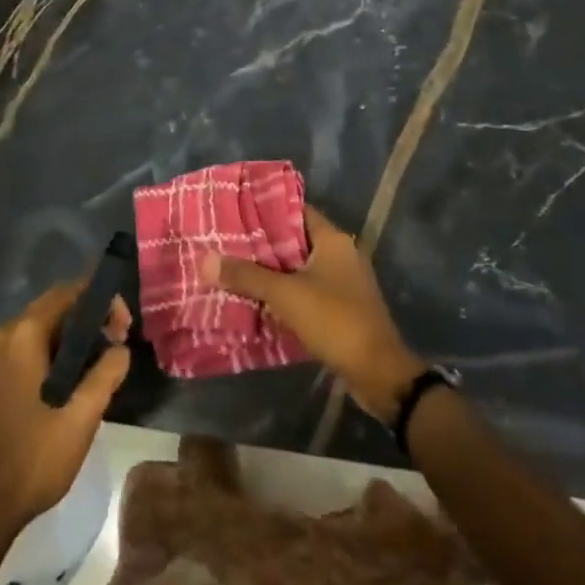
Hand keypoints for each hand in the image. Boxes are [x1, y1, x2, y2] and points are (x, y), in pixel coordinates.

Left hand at [0, 281, 130, 533]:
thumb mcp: (82, 416)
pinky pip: (34, 348)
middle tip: (120, 343)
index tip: (125, 326)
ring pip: (46, 329)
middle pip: (57, 307)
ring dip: (77, 338)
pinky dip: (59, 353)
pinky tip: (77, 380)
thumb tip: (120, 348)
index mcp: (24, 334)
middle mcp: (7, 336)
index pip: (70, 292)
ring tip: (105, 362)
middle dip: (92, 318)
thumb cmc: (34, 458)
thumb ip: (106, 373)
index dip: (103, 300)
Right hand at [205, 205, 426, 422]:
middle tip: (225, 243)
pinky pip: (305, 292)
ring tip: (233, 270)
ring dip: (271, 272)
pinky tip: (256, 301)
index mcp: (333, 240)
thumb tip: (205, 260)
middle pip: (294, 241)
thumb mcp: (286, 295)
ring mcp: (343, 283)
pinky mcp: (340, 309)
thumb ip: (246, 276)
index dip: (265, 210)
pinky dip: (284, 295)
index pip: (295, 211)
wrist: (378, 373)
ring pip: (298, 269)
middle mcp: (340, 254)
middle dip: (261, 245)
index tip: (234, 212)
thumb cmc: (335, 320)